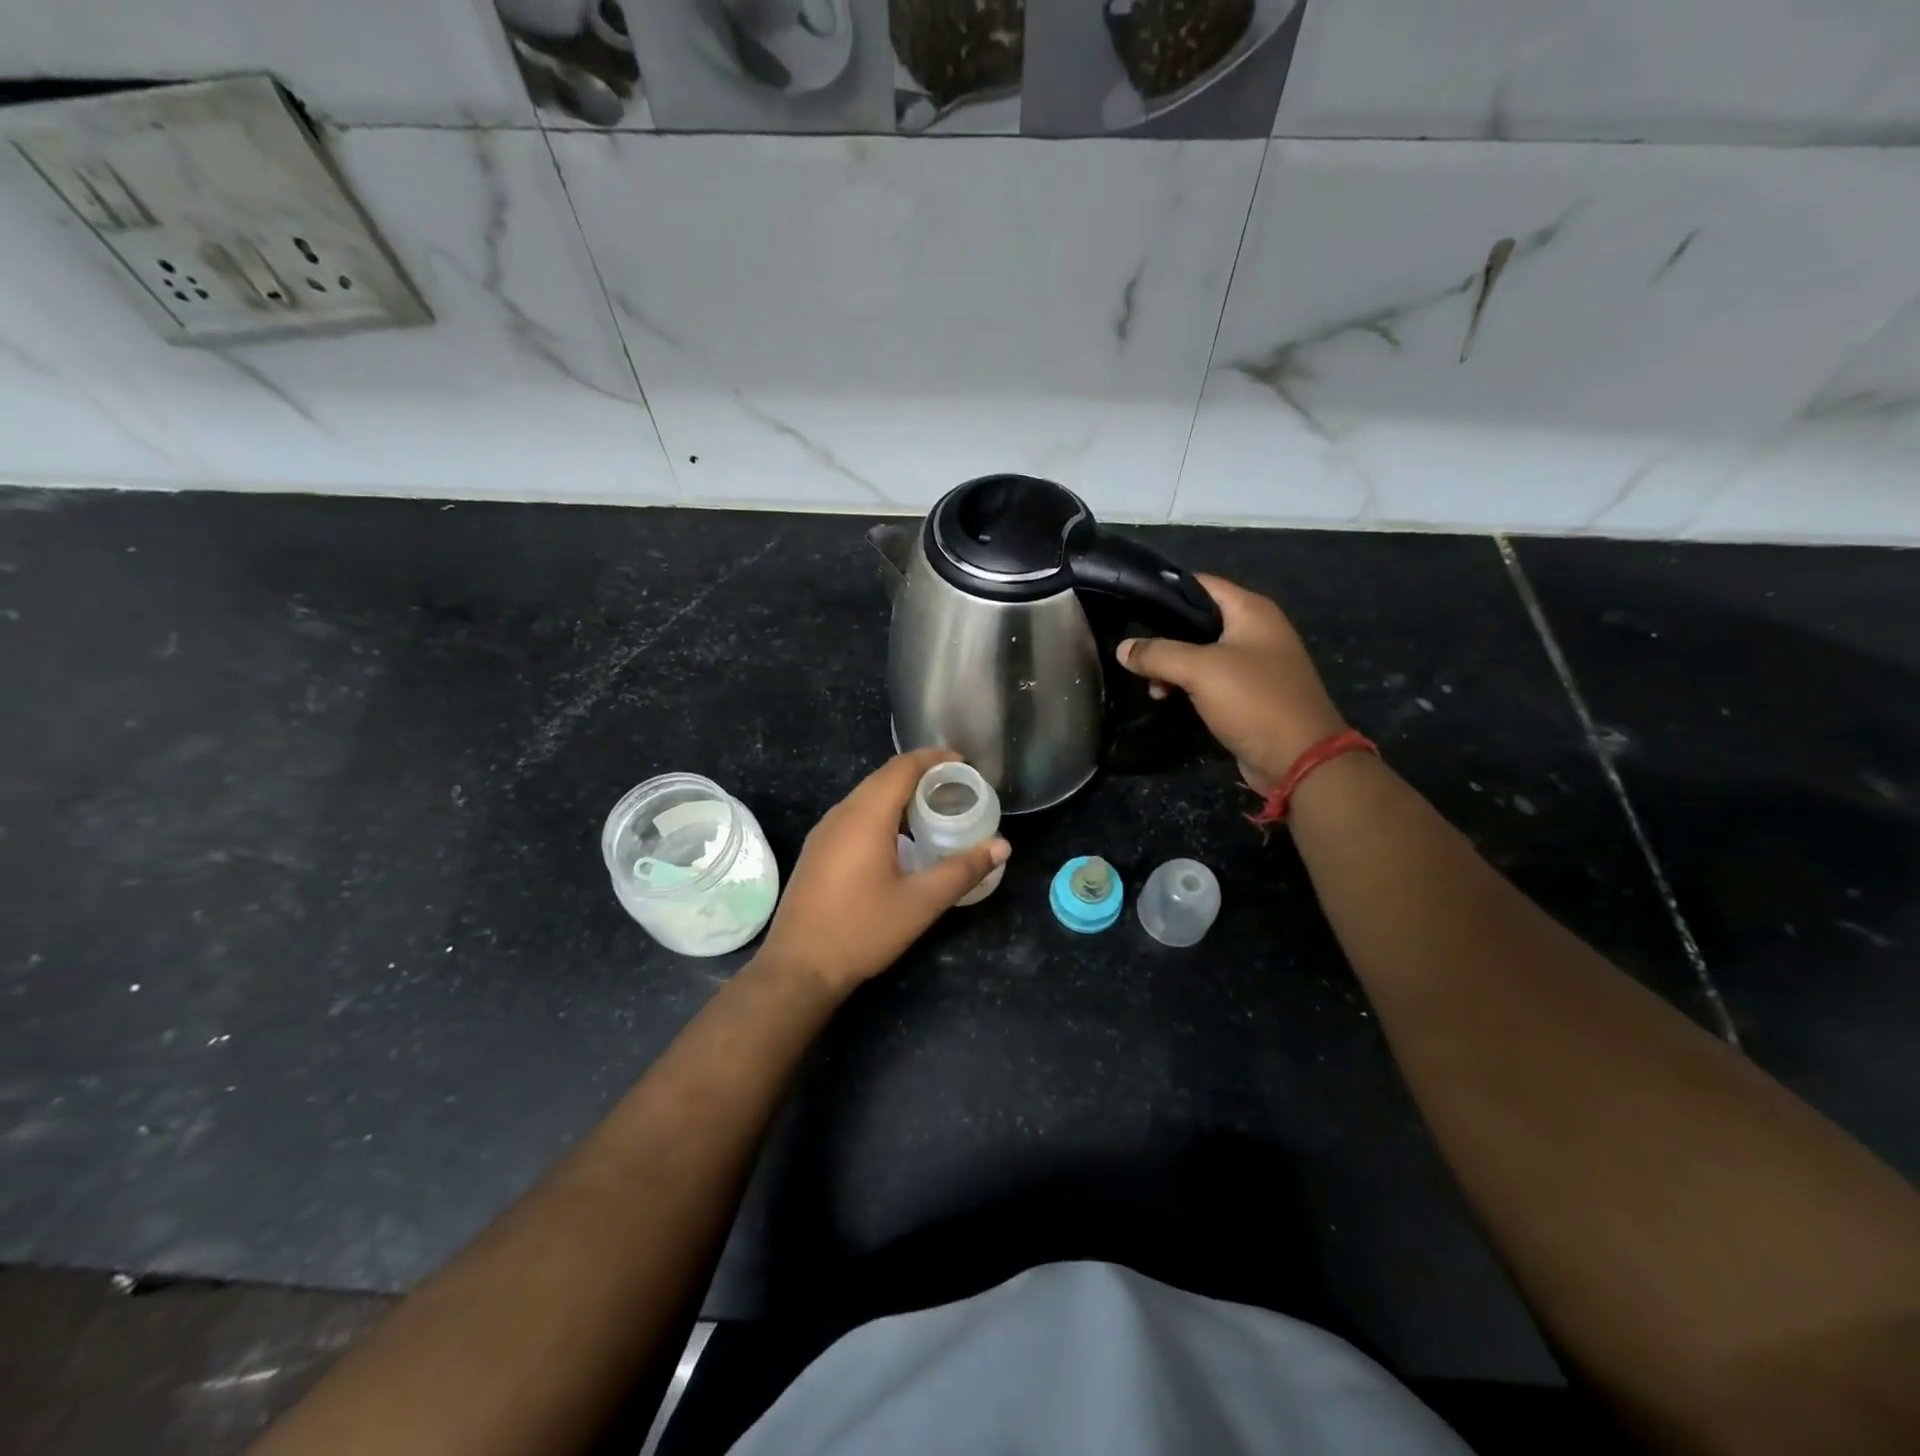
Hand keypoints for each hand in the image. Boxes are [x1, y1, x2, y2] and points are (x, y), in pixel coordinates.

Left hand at [758, 749, 1010, 994]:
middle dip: (921, 774)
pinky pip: (854, 814)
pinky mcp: (818, 850)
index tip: (964, 764)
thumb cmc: (862, 930)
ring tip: (933, 809)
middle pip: (883, 777)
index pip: (902, 768)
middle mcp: (841, 814)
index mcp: (866, 816)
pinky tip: (899, 837)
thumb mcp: (920, 903)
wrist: (798, 967)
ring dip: (900, 793)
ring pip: (866, 795)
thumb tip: (1002, 846)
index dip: (934, 759)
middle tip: (956, 788)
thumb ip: (963, 870)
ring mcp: (824, 832)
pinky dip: (882, 811)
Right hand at [1117, 574, 1345, 792]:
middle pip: (1198, 620)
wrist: (1299, 759)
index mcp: (1251, 611)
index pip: (1201, 584)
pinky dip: (1186, 684)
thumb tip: (1122, 648)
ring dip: (1172, 665)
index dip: (1165, 591)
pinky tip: (1165, 696)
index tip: (1130, 604)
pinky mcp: (1248, 693)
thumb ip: (1158, 654)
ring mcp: (1254, 663)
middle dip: (1164, 635)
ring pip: (1200, 652)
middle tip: (1133, 651)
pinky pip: (1210, 679)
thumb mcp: (1200, 670)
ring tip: (1149, 684)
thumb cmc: (1253, 701)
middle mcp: (1256, 630)